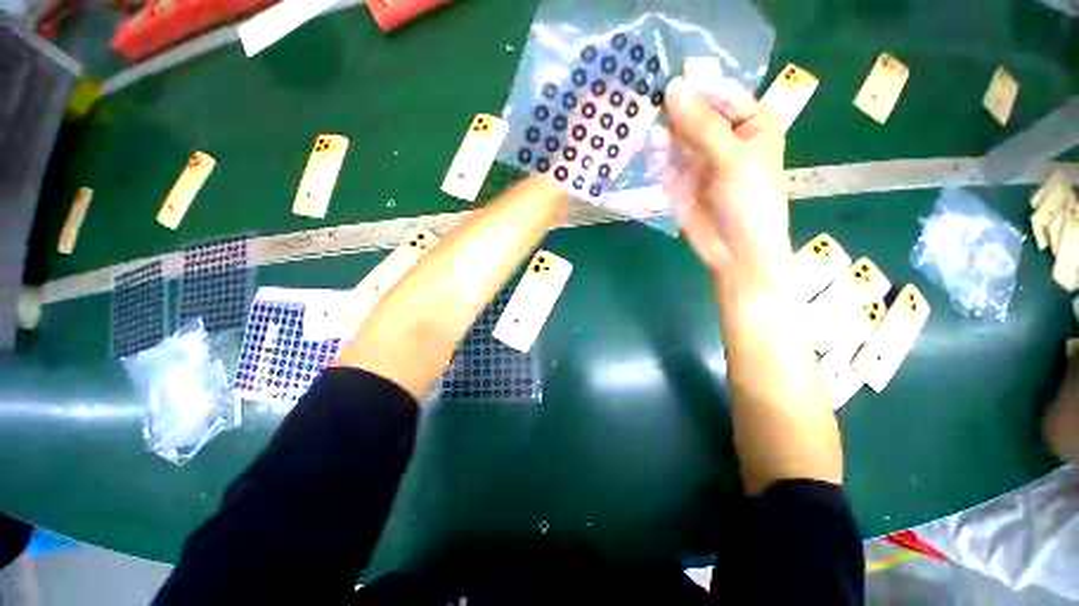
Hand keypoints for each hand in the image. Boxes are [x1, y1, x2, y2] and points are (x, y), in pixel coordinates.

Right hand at [661, 76, 791, 294]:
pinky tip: (650, 151)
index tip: (672, 79)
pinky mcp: (677, 181)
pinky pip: (664, 162)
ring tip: (647, 128)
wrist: (735, 252)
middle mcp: (722, 139)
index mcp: (750, 126)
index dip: (699, 87)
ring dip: (662, 133)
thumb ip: (702, 125)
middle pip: (695, 115)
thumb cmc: (750, 201)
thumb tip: (672, 88)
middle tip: (650, 101)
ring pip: (675, 138)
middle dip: (675, 110)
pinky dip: (656, 156)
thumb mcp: (732, 158)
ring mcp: (697, 161)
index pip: (723, 94)